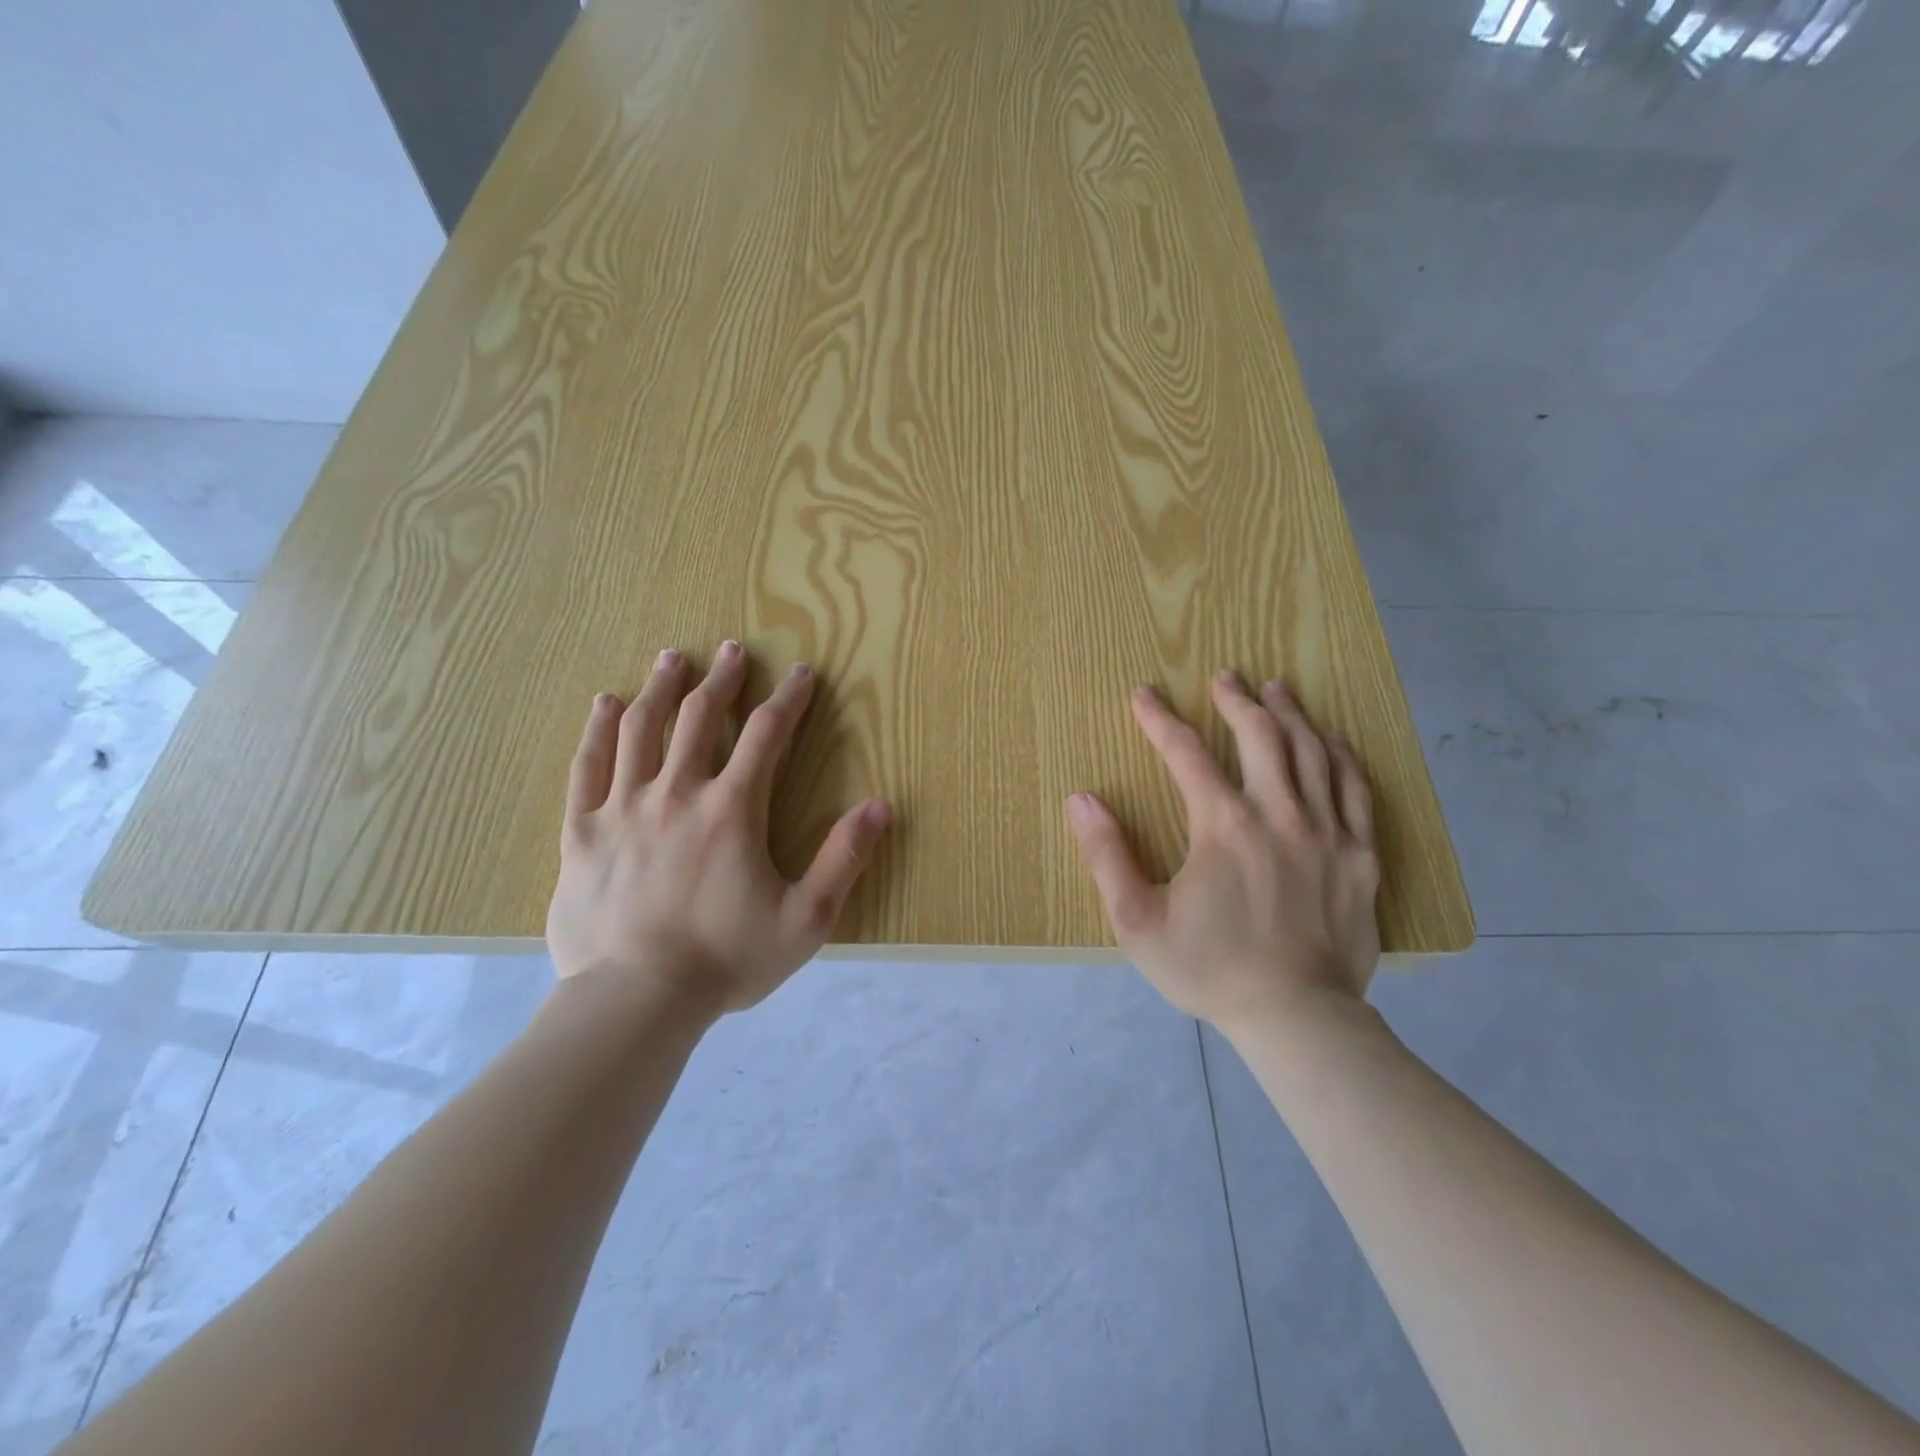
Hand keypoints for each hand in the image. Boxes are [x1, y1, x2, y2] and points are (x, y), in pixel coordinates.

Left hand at [545, 641, 890, 1012]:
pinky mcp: (582, 833)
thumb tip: (881, 806)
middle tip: (733, 649)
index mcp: (731, 810)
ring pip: (641, 730)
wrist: (635, 1002)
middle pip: (700, 718)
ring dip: (662, 688)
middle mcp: (676, 794)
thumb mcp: (806, 919)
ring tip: (673, 658)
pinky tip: (607, 704)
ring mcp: (622, 809)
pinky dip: (599, 731)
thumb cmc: (726, 960)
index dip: (789, 699)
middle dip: (722, 679)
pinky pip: (588, 768)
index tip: (801, 673)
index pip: (767, 735)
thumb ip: (844, 859)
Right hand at [1065, 674, 1380, 1034]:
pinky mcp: (1360, 855)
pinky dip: (1341, 756)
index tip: (1144, 694)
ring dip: (1289, 714)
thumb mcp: (1137, 921)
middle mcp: (1277, 813)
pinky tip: (1331, 739)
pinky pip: (1355, 789)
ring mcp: (1327, 831)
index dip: (1160, 719)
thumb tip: (1081, 800)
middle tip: (1225, 676)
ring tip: (1276, 688)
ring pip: (1311, 752)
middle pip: (1260, 736)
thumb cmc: (1209, 968)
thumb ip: (1107, 856)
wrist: (1296, 1017)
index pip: (1186, 753)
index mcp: (1222, 825)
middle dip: (1237, 699)